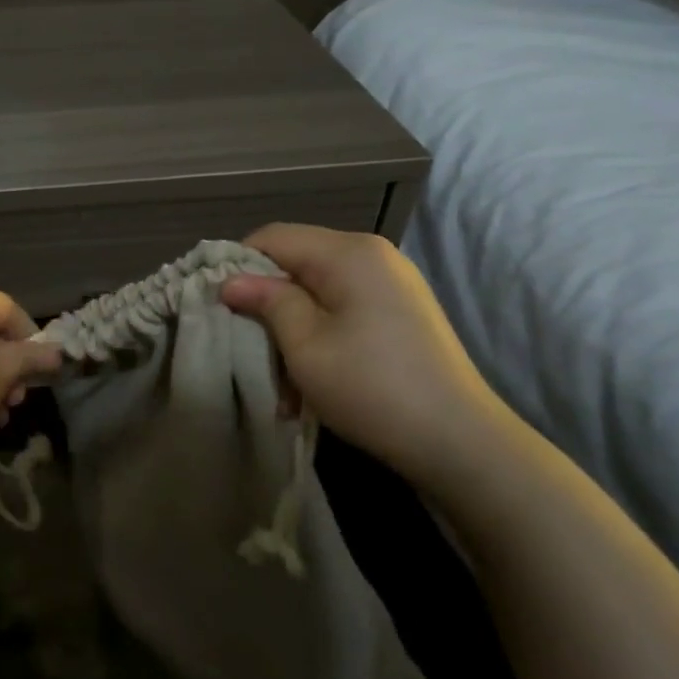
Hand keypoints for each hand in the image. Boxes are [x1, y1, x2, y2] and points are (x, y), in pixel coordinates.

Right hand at [219, 224, 512, 486]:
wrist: (460, 442)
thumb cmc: (371, 387)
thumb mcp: (304, 344)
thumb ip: (266, 301)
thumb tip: (230, 280)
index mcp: (348, 252)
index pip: (272, 237)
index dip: (237, 266)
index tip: (219, 306)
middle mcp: (372, 256)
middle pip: (295, 262)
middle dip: (266, 304)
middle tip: (249, 349)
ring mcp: (391, 283)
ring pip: (316, 291)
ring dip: (290, 329)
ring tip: (282, 380)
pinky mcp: (400, 312)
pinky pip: (342, 309)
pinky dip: (319, 336)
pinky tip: (312, 380)